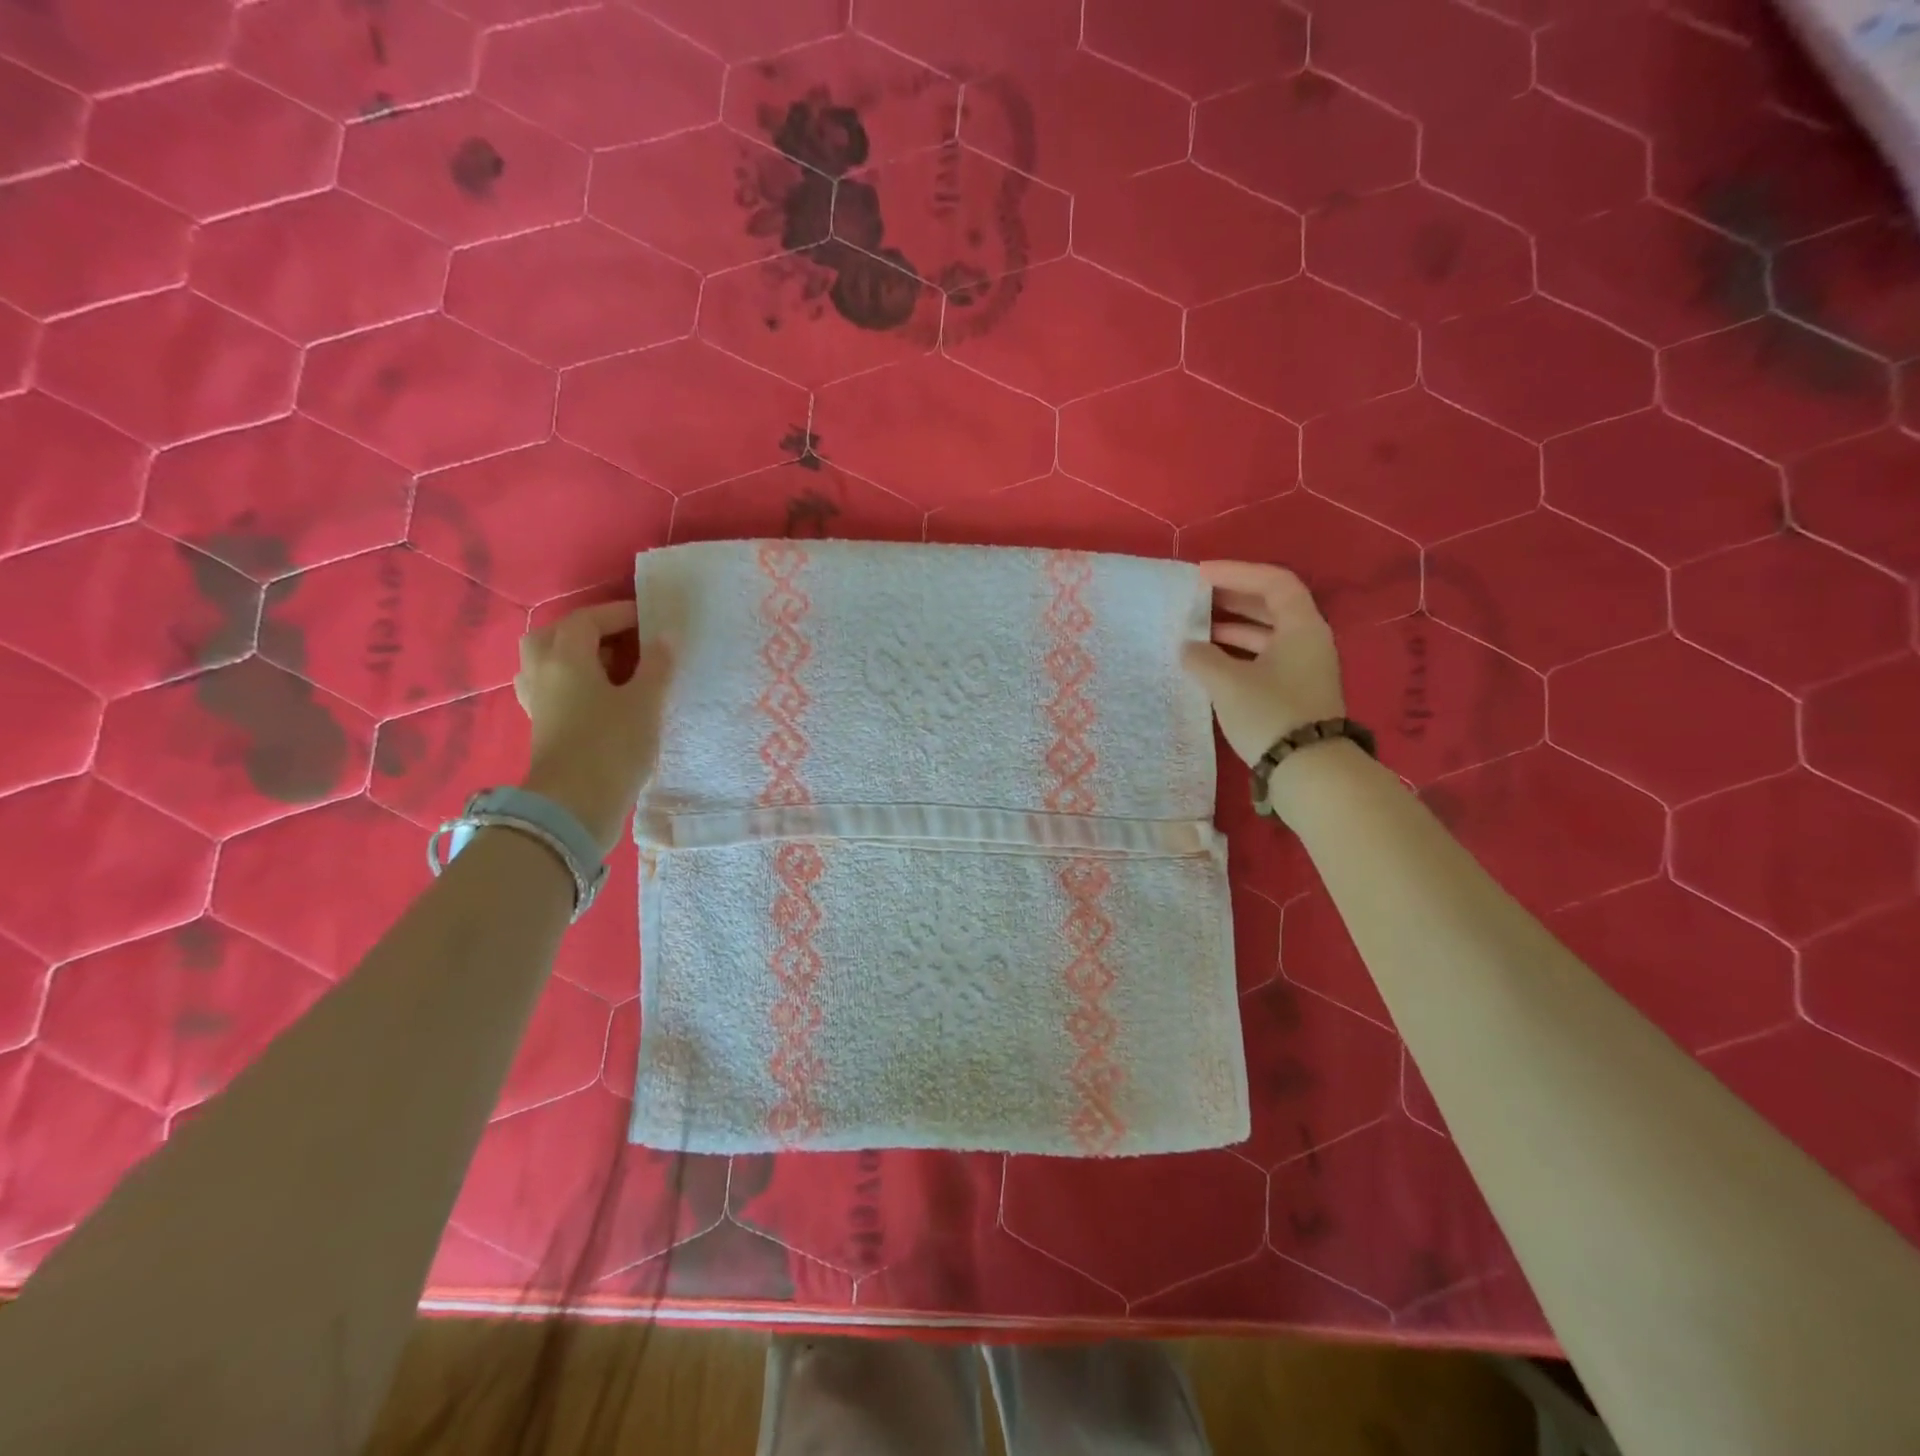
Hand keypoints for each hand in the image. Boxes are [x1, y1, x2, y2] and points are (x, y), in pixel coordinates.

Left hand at [514, 600, 670, 854]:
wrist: (575, 806)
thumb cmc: (612, 746)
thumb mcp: (645, 703)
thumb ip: (656, 666)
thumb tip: (665, 637)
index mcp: (565, 658)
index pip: (588, 620)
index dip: (619, 613)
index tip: (650, 619)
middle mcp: (542, 672)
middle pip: (557, 635)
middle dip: (591, 631)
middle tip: (625, 640)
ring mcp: (538, 701)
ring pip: (550, 662)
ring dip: (579, 656)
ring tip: (614, 667)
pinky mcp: (543, 726)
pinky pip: (554, 688)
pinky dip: (575, 682)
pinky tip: (599, 696)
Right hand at [1182, 560, 1345, 766]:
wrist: (1308, 772)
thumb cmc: (1270, 714)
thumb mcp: (1228, 682)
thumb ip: (1202, 657)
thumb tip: (1188, 647)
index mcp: (1301, 627)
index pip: (1272, 582)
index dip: (1236, 573)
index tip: (1201, 576)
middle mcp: (1308, 641)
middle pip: (1270, 606)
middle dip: (1231, 600)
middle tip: (1195, 599)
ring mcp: (1303, 669)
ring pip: (1266, 635)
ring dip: (1231, 629)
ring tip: (1194, 632)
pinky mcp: (1294, 693)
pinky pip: (1263, 659)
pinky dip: (1236, 654)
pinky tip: (1209, 663)